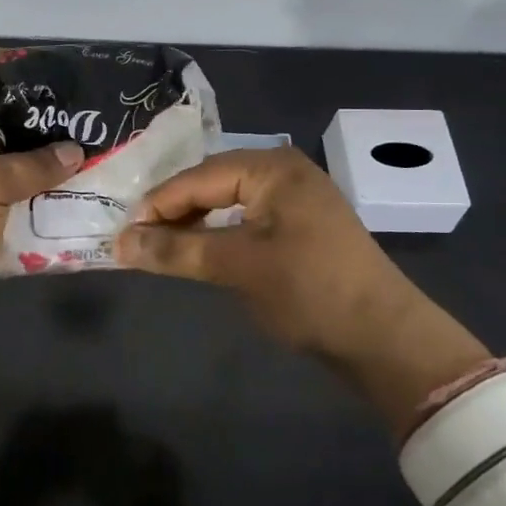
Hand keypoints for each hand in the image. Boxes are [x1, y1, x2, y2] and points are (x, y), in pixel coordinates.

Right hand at [114, 148, 493, 436]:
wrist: (386, 338)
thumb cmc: (310, 291)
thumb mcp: (238, 267)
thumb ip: (177, 250)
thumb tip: (120, 243)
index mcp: (271, 167)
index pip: (197, 177)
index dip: (157, 205)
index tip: (121, 233)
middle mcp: (283, 170)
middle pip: (210, 183)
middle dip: (173, 211)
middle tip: (136, 239)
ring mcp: (294, 197)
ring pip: (227, 200)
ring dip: (193, 223)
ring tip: (160, 246)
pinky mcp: (300, 225)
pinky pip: (245, 217)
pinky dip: (218, 233)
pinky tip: (200, 249)